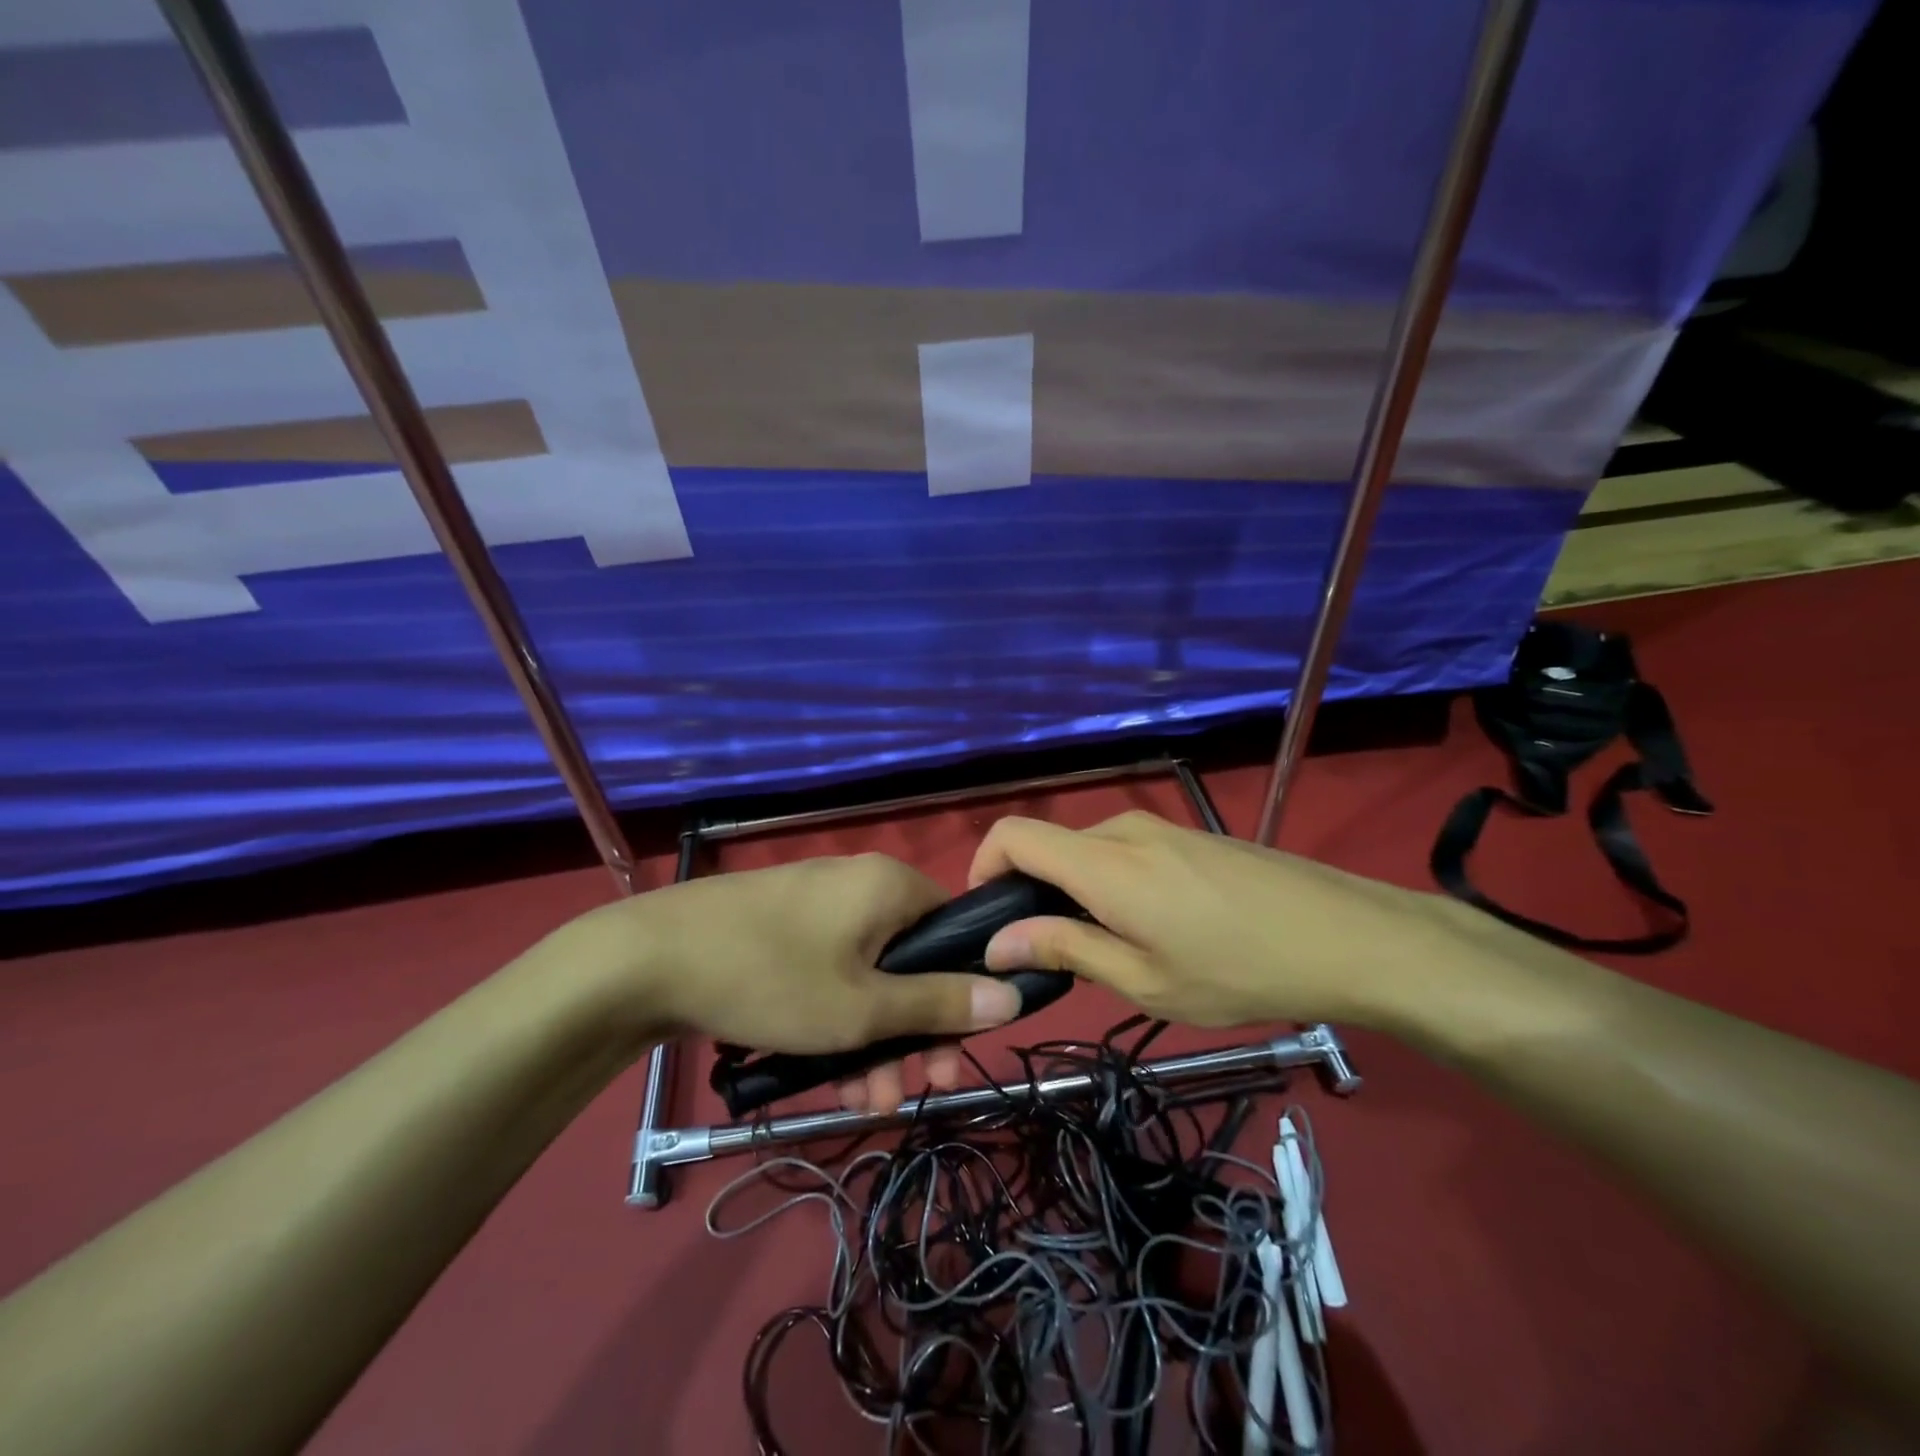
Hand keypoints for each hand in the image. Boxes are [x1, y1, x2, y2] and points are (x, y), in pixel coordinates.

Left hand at [556, 854, 1021, 1066]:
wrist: (647, 960)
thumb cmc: (772, 976)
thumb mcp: (864, 1006)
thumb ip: (939, 1003)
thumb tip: (1012, 995)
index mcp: (890, 887)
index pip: (954, 931)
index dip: (961, 993)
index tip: (952, 1049)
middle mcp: (859, 886)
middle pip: (909, 962)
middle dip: (911, 1033)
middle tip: (908, 1091)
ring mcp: (816, 907)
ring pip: (865, 978)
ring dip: (871, 1040)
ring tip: (860, 1101)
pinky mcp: (781, 930)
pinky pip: (828, 975)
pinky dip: (834, 1021)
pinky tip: (825, 1076)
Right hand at [969, 811, 1453, 1029]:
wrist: (1347, 937)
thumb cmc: (1239, 970)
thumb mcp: (1144, 980)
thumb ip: (1065, 951)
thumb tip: (998, 942)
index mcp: (1103, 863)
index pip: (1012, 834)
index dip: (982, 867)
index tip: (988, 919)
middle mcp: (1123, 831)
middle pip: (1049, 846)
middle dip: (1033, 895)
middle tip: (1054, 957)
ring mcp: (1161, 828)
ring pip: (1089, 852)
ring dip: (1077, 893)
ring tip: (1113, 952)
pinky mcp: (1189, 837)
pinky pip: (1126, 852)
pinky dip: (1112, 885)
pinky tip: (1156, 930)